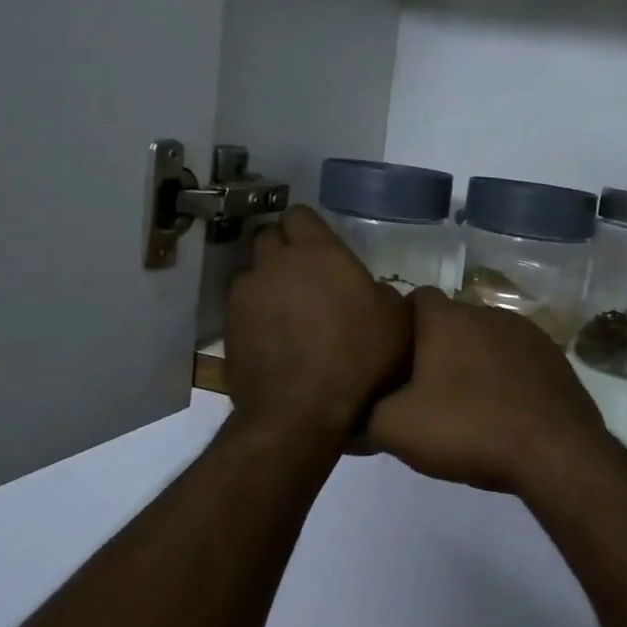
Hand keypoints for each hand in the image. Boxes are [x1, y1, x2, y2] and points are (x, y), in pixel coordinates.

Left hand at [224, 206, 410, 440]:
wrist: (300, 412)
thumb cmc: (358, 359)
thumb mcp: (398, 324)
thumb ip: (387, 296)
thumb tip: (375, 293)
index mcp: (317, 252)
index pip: (299, 214)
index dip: (309, 228)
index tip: (322, 247)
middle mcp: (275, 264)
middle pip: (269, 238)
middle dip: (284, 250)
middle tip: (306, 277)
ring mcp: (245, 296)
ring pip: (252, 274)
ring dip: (267, 284)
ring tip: (287, 313)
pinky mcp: (228, 328)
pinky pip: (242, 309)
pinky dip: (255, 316)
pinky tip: (274, 340)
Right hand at [368, 290, 615, 494]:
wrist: (554, 452)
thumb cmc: (468, 428)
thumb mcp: (396, 429)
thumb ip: (365, 417)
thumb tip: (351, 419)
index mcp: (446, 318)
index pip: (415, 299)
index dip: (401, 324)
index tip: (393, 356)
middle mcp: (487, 313)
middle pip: (451, 321)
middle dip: (437, 347)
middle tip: (423, 388)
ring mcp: (527, 333)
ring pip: (486, 340)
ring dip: (474, 362)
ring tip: (466, 403)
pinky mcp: (554, 358)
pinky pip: (517, 359)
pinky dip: (506, 377)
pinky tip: (504, 411)